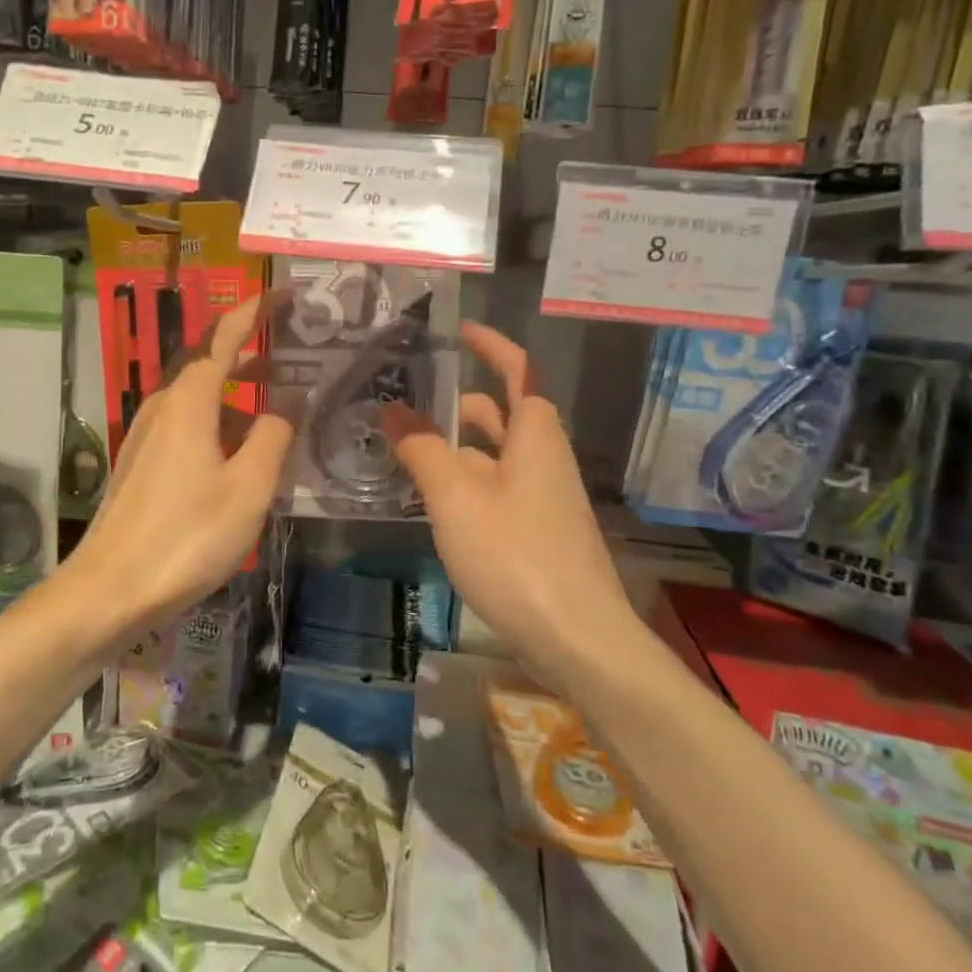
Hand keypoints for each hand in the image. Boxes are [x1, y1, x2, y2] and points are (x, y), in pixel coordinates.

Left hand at [69, 295, 292, 633]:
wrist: (110, 589)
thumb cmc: (188, 535)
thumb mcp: (248, 487)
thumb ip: (272, 438)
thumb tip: (283, 407)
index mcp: (189, 401)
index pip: (224, 337)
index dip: (253, 312)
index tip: (281, 294)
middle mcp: (163, 407)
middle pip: (208, 364)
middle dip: (247, 353)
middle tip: (287, 350)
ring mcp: (145, 435)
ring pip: (197, 399)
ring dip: (235, 394)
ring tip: (273, 407)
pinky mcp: (140, 464)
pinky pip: (185, 426)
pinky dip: (217, 423)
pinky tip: (237, 454)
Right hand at [384, 323, 634, 684]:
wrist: (578, 641)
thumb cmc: (517, 556)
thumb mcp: (456, 498)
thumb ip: (422, 449)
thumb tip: (393, 410)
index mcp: (535, 437)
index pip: (518, 371)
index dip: (491, 346)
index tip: (459, 330)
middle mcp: (543, 459)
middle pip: (502, 414)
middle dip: (460, 401)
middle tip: (409, 398)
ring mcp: (543, 499)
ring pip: (495, 455)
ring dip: (456, 446)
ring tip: (406, 449)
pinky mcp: (537, 532)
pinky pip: (496, 488)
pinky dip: (464, 481)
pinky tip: (432, 500)